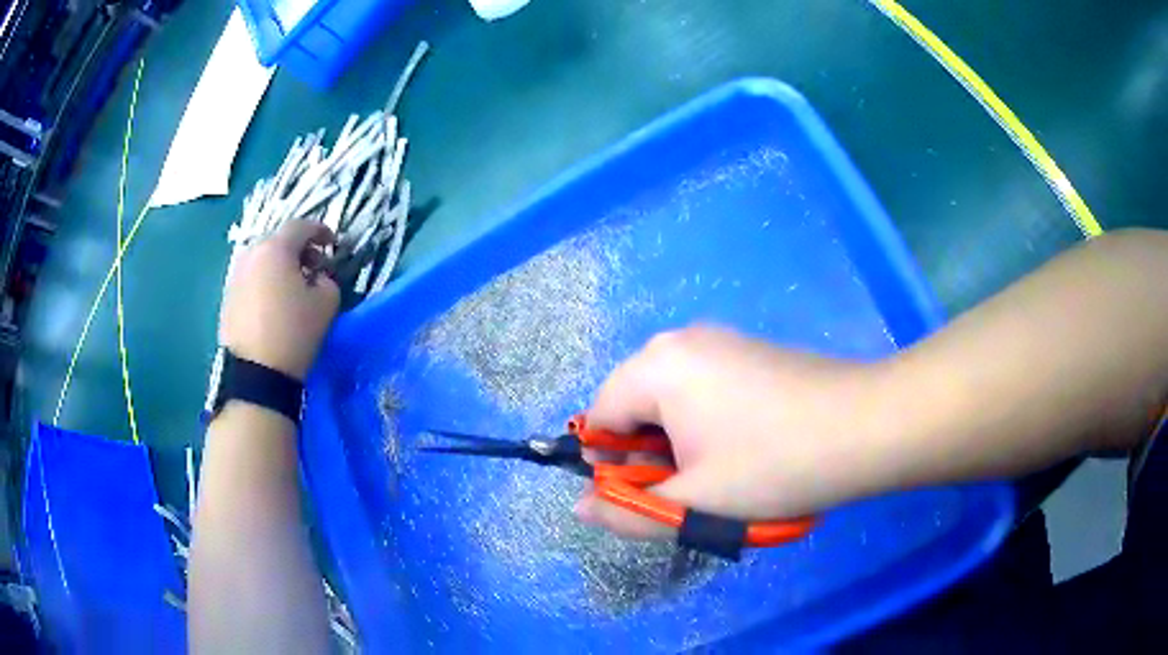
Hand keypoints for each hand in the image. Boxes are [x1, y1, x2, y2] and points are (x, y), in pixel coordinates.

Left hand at [219, 220, 340, 380]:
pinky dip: (266, 281)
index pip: (301, 226)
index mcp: (276, 248)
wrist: (256, 373)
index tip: (333, 245)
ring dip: (280, 266)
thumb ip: (328, 280)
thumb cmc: (294, 332)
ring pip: (263, 259)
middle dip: (299, 249)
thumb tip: (318, 277)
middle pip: (279, 240)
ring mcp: (236, 275)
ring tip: (293, 287)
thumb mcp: (326, 303)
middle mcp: (252, 254)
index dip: (321, 231)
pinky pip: (252, 278)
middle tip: (314, 267)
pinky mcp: (228, 297)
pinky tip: (275, 303)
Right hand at [575, 326, 898, 540]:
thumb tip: (581, 509)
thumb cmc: (773, 466)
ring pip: (671, 400)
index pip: (600, 417)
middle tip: (688, 490)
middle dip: (648, 454)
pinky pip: (704, 389)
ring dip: (678, 443)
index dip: (613, 466)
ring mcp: (721, 341)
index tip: (650, 497)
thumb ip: (628, 512)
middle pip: (635, 404)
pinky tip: (745, 448)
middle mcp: (681, 341)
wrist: (865, 427)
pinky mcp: (750, 351)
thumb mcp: (694, 503)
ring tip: (719, 474)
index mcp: (657, 366)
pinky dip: (706, 424)